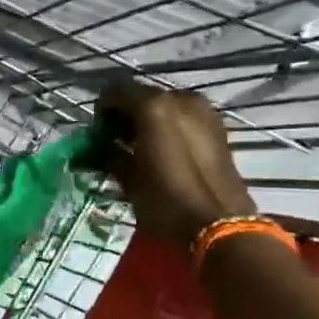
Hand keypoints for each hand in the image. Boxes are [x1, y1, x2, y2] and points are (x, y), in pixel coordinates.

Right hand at [96, 80, 255, 250]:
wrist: (221, 226)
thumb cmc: (167, 203)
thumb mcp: (129, 181)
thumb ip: (109, 156)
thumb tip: (96, 149)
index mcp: (153, 107)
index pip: (114, 92)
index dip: (102, 112)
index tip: (99, 136)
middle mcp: (179, 99)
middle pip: (141, 95)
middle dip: (126, 115)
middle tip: (118, 143)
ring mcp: (203, 111)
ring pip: (165, 105)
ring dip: (149, 120)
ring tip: (142, 149)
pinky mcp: (218, 127)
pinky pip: (184, 117)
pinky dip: (170, 127)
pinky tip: (165, 151)